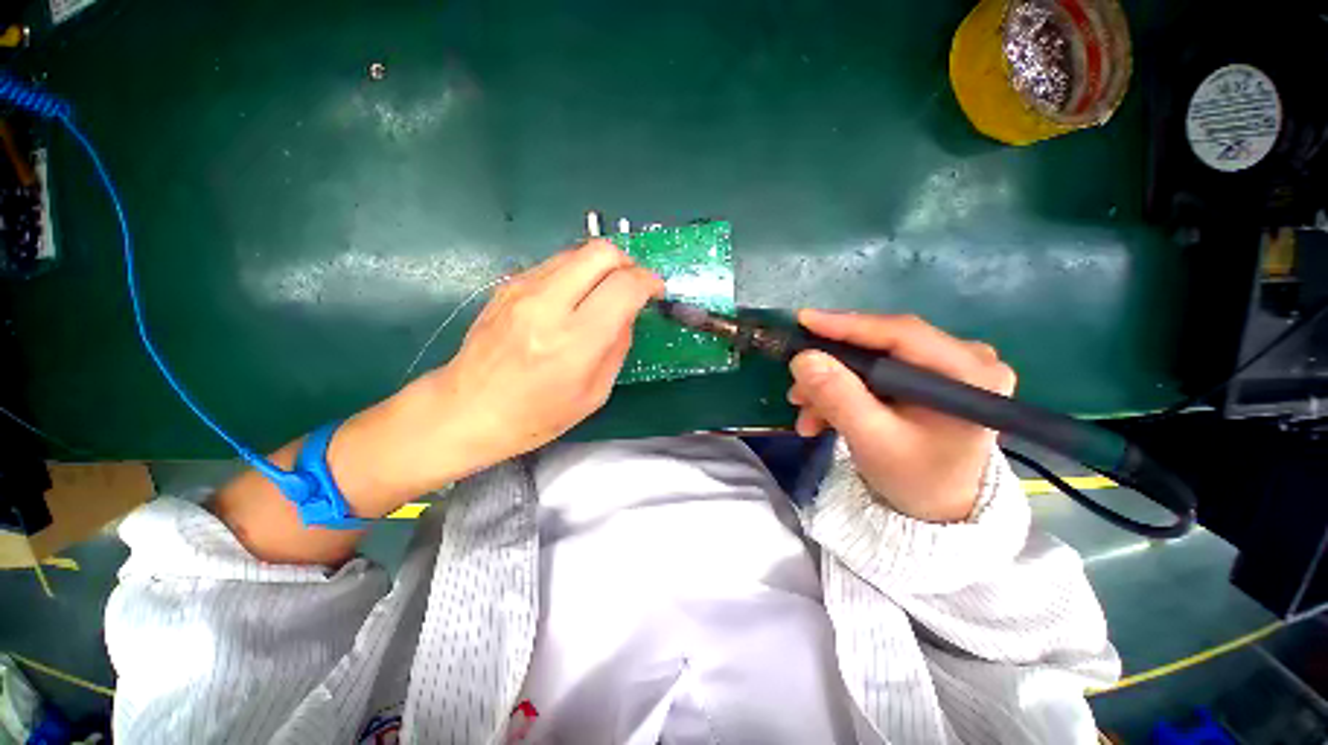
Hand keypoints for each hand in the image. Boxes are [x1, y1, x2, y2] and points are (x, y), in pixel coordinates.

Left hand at [403, 239, 663, 472]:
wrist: (466, 410)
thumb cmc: (536, 415)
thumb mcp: (594, 393)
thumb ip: (618, 346)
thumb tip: (628, 312)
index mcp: (574, 341)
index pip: (624, 286)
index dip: (649, 282)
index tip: (656, 291)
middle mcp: (547, 304)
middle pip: (601, 252)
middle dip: (628, 263)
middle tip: (633, 286)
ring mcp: (522, 289)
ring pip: (578, 251)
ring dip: (602, 266)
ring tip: (606, 292)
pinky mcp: (508, 285)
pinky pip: (556, 263)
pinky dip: (578, 272)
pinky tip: (576, 298)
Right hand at [786, 311, 1015, 522]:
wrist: (938, 506)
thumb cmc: (916, 478)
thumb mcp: (873, 441)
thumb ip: (838, 398)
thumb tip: (803, 358)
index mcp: (970, 373)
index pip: (902, 333)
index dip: (847, 325)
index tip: (802, 320)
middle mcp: (965, 358)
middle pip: (881, 346)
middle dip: (831, 368)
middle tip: (796, 388)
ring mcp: (945, 365)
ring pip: (871, 360)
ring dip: (831, 385)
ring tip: (805, 413)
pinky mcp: (925, 375)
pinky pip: (873, 372)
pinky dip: (842, 391)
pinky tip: (820, 415)